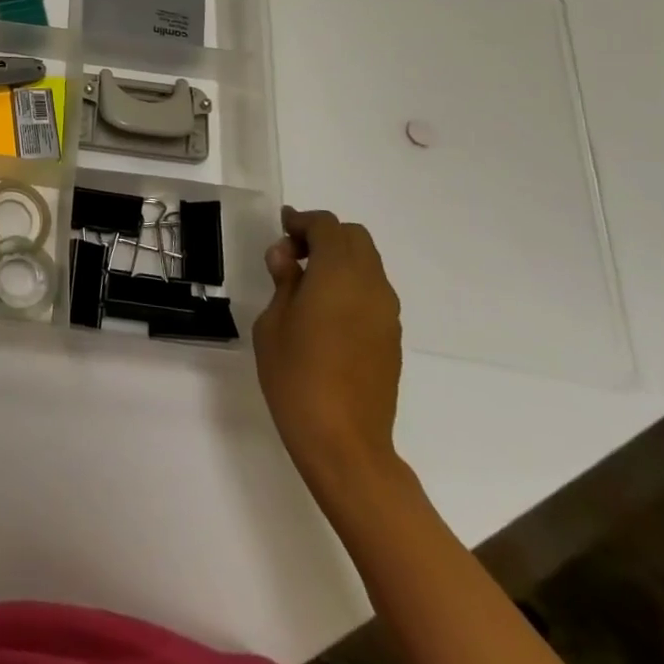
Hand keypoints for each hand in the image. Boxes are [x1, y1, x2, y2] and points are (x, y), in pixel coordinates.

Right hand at [253, 206, 402, 491]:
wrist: (343, 441)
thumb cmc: (295, 376)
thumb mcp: (272, 322)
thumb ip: (283, 281)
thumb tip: (286, 256)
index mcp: (338, 276)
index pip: (327, 227)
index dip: (302, 221)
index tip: (281, 229)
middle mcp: (370, 286)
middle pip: (354, 238)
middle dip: (323, 236)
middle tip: (291, 254)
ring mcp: (387, 313)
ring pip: (368, 263)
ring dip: (339, 259)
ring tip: (305, 281)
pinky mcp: (392, 337)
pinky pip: (373, 291)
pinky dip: (351, 283)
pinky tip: (325, 309)